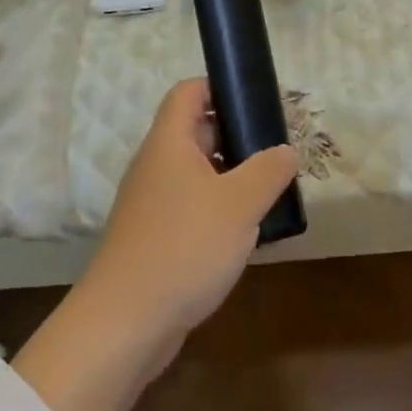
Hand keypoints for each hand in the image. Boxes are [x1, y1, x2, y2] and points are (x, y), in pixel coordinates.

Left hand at [77, 79, 299, 376]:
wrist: (124, 324)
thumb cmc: (184, 247)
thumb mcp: (240, 203)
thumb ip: (269, 170)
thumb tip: (287, 150)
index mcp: (169, 142)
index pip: (190, 91)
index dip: (221, 86)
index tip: (258, 102)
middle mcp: (156, 164)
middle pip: (197, 130)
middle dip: (238, 135)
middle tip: (277, 150)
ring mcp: (152, 203)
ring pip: (198, 172)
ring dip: (232, 176)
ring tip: (270, 190)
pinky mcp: (155, 237)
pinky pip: (192, 206)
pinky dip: (219, 209)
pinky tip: (246, 232)